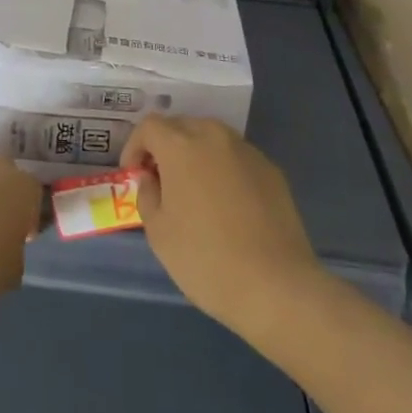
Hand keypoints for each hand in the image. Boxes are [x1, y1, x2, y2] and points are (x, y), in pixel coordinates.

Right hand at [122, 116, 323, 332]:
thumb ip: (147, 195)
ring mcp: (246, 150)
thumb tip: (151, 178)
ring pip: (211, 138)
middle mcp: (214, 136)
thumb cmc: (206, 259)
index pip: (149, 126)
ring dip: (195, 154)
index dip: (135, 146)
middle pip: (181, 126)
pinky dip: (223, 169)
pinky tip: (227, 204)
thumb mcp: (159, 233)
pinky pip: (236, 158)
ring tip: (194, 190)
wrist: (277, 286)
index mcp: (181, 145)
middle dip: (165, 146)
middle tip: (161, 180)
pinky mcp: (271, 170)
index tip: (134, 174)